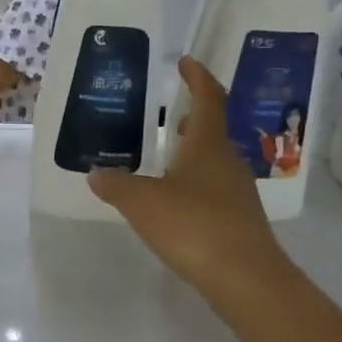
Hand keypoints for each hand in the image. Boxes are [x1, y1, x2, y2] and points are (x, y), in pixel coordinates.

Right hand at [88, 57, 294, 320]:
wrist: (245, 278)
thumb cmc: (193, 225)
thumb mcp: (142, 202)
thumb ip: (116, 185)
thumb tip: (97, 173)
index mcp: (208, 144)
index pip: (209, 98)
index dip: (198, 77)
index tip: (185, 62)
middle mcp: (228, 161)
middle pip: (214, 129)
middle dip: (194, 117)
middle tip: (172, 113)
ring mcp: (238, 192)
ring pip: (215, 160)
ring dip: (194, 152)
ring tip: (167, 157)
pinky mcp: (239, 220)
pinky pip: (215, 188)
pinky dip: (196, 183)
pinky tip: (176, 201)